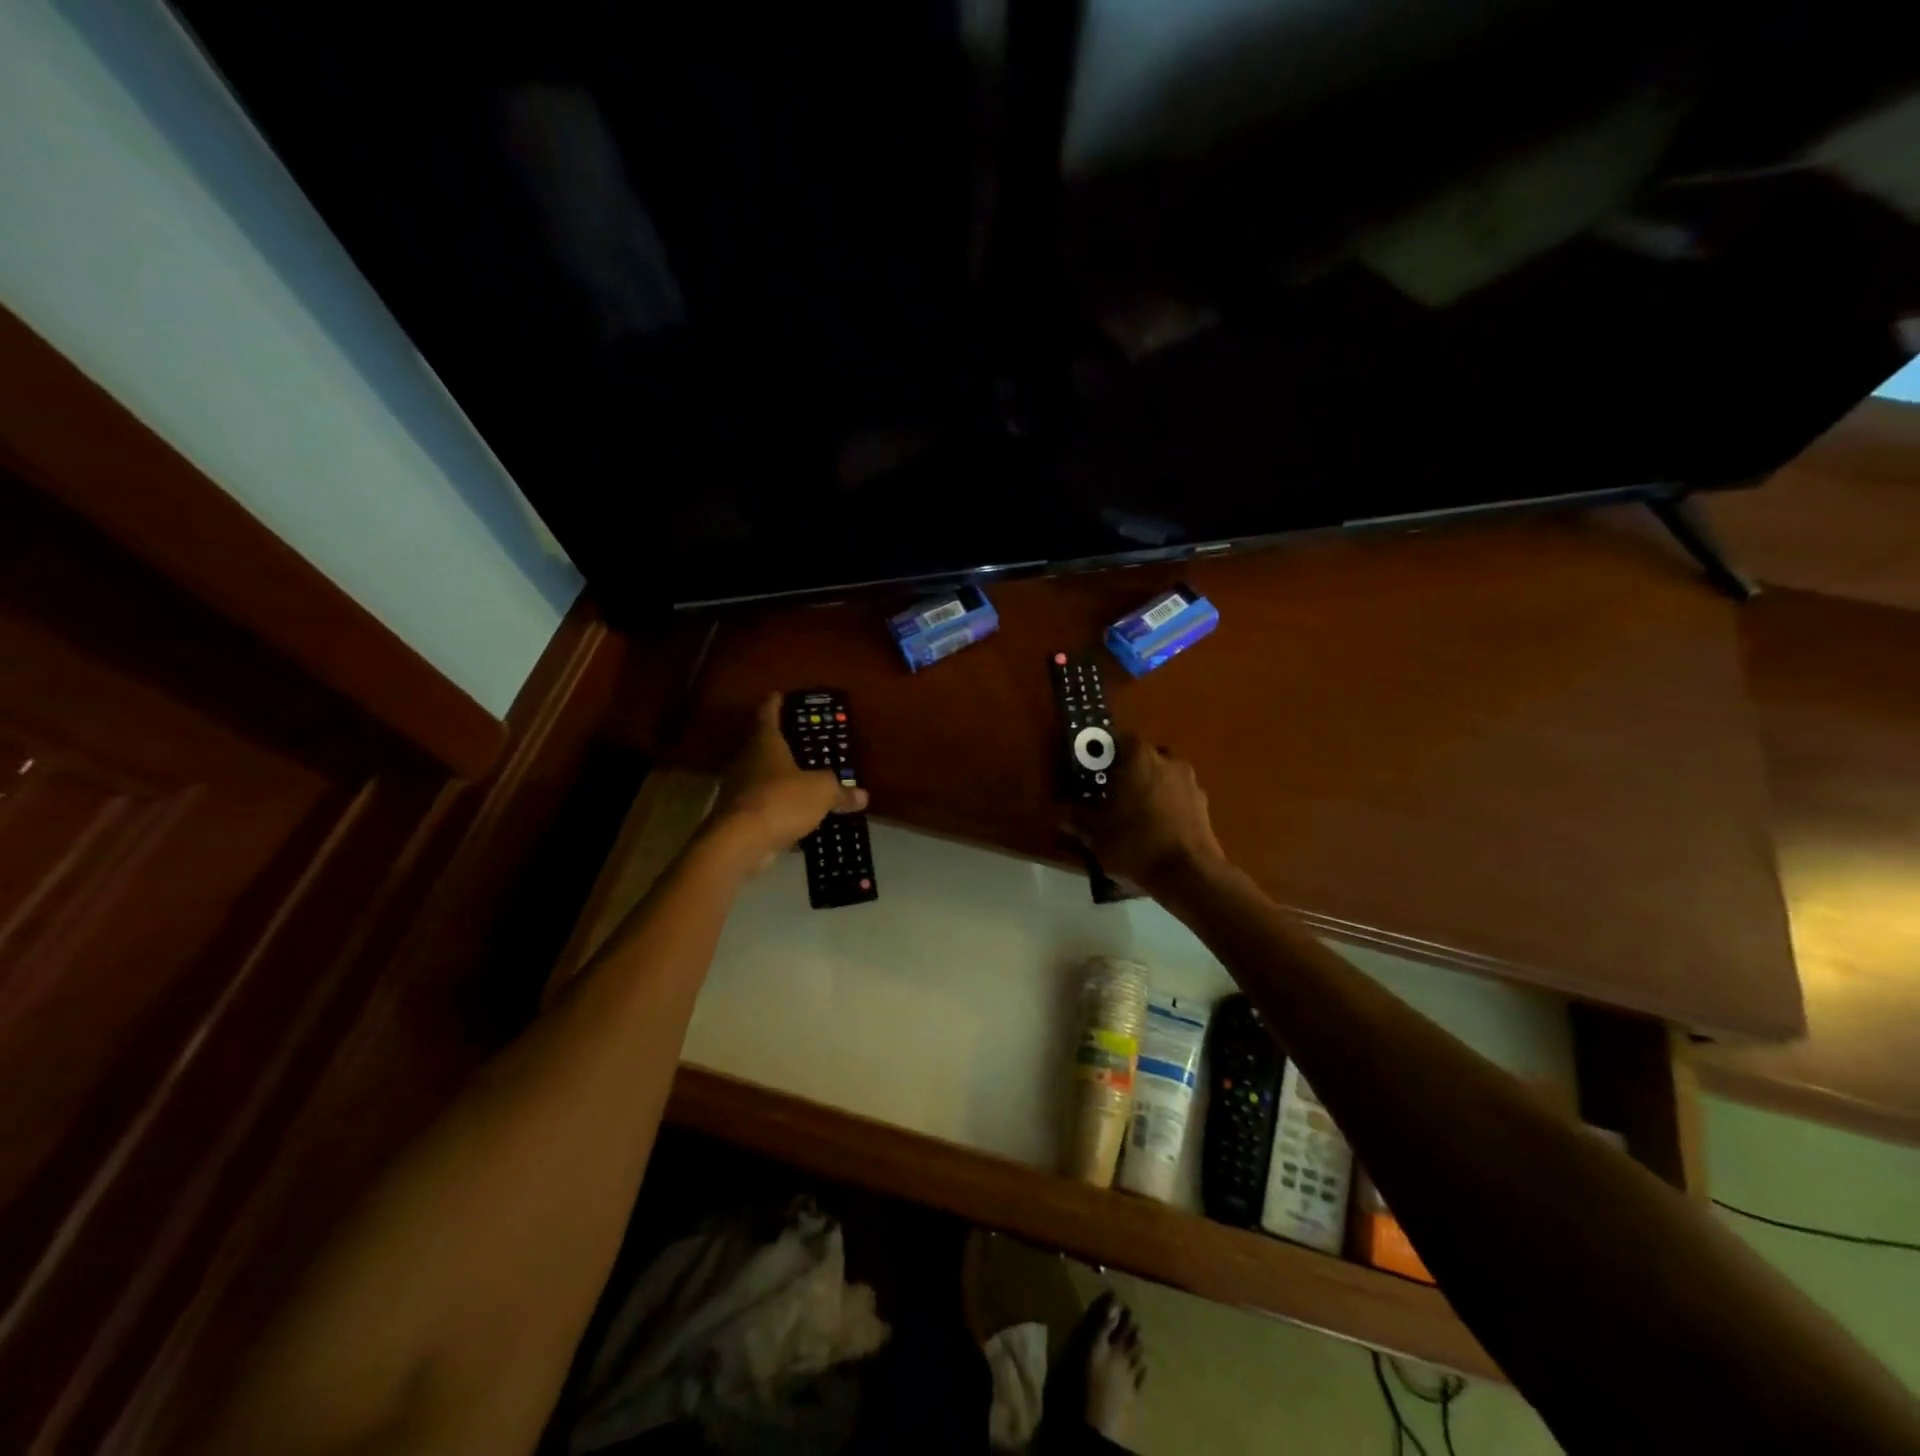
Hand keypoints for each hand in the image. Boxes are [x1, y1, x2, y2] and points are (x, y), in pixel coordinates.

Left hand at [707, 693, 867, 871]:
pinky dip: (779, 808)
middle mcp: (748, 761)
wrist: (738, 843)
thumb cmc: (781, 800)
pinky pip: (764, 806)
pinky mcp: (739, 817)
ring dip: (781, 779)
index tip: (779, 694)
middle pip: (764, 746)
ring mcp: (740, 790)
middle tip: (804, 742)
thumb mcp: (821, 792)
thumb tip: (862, 795)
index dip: (775, 704)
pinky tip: (797, 818)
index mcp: (765, 743)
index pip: (768, 714)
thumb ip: (840, 791)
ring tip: (805, 781)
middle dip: (782, 744)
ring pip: (763, 778)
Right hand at [1066, 734, 1225, 894]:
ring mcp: (1191, 783)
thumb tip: (1062, 809)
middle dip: (1129, 771)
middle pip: (1144, 757)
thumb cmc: (1136, 843)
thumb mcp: (1095, 832)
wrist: (1189, 875)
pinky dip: (1167, 806)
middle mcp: (1169, 761)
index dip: (1105, 754)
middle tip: (1112, 792)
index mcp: (1140, 758)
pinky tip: (1155, 829)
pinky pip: (1178, 798)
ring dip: (1150, 788)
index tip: (1093, 770)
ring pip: (1164, 776)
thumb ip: (1077, 816)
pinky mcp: (1204, 807)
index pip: (1119, 740)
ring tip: (1135, 813)